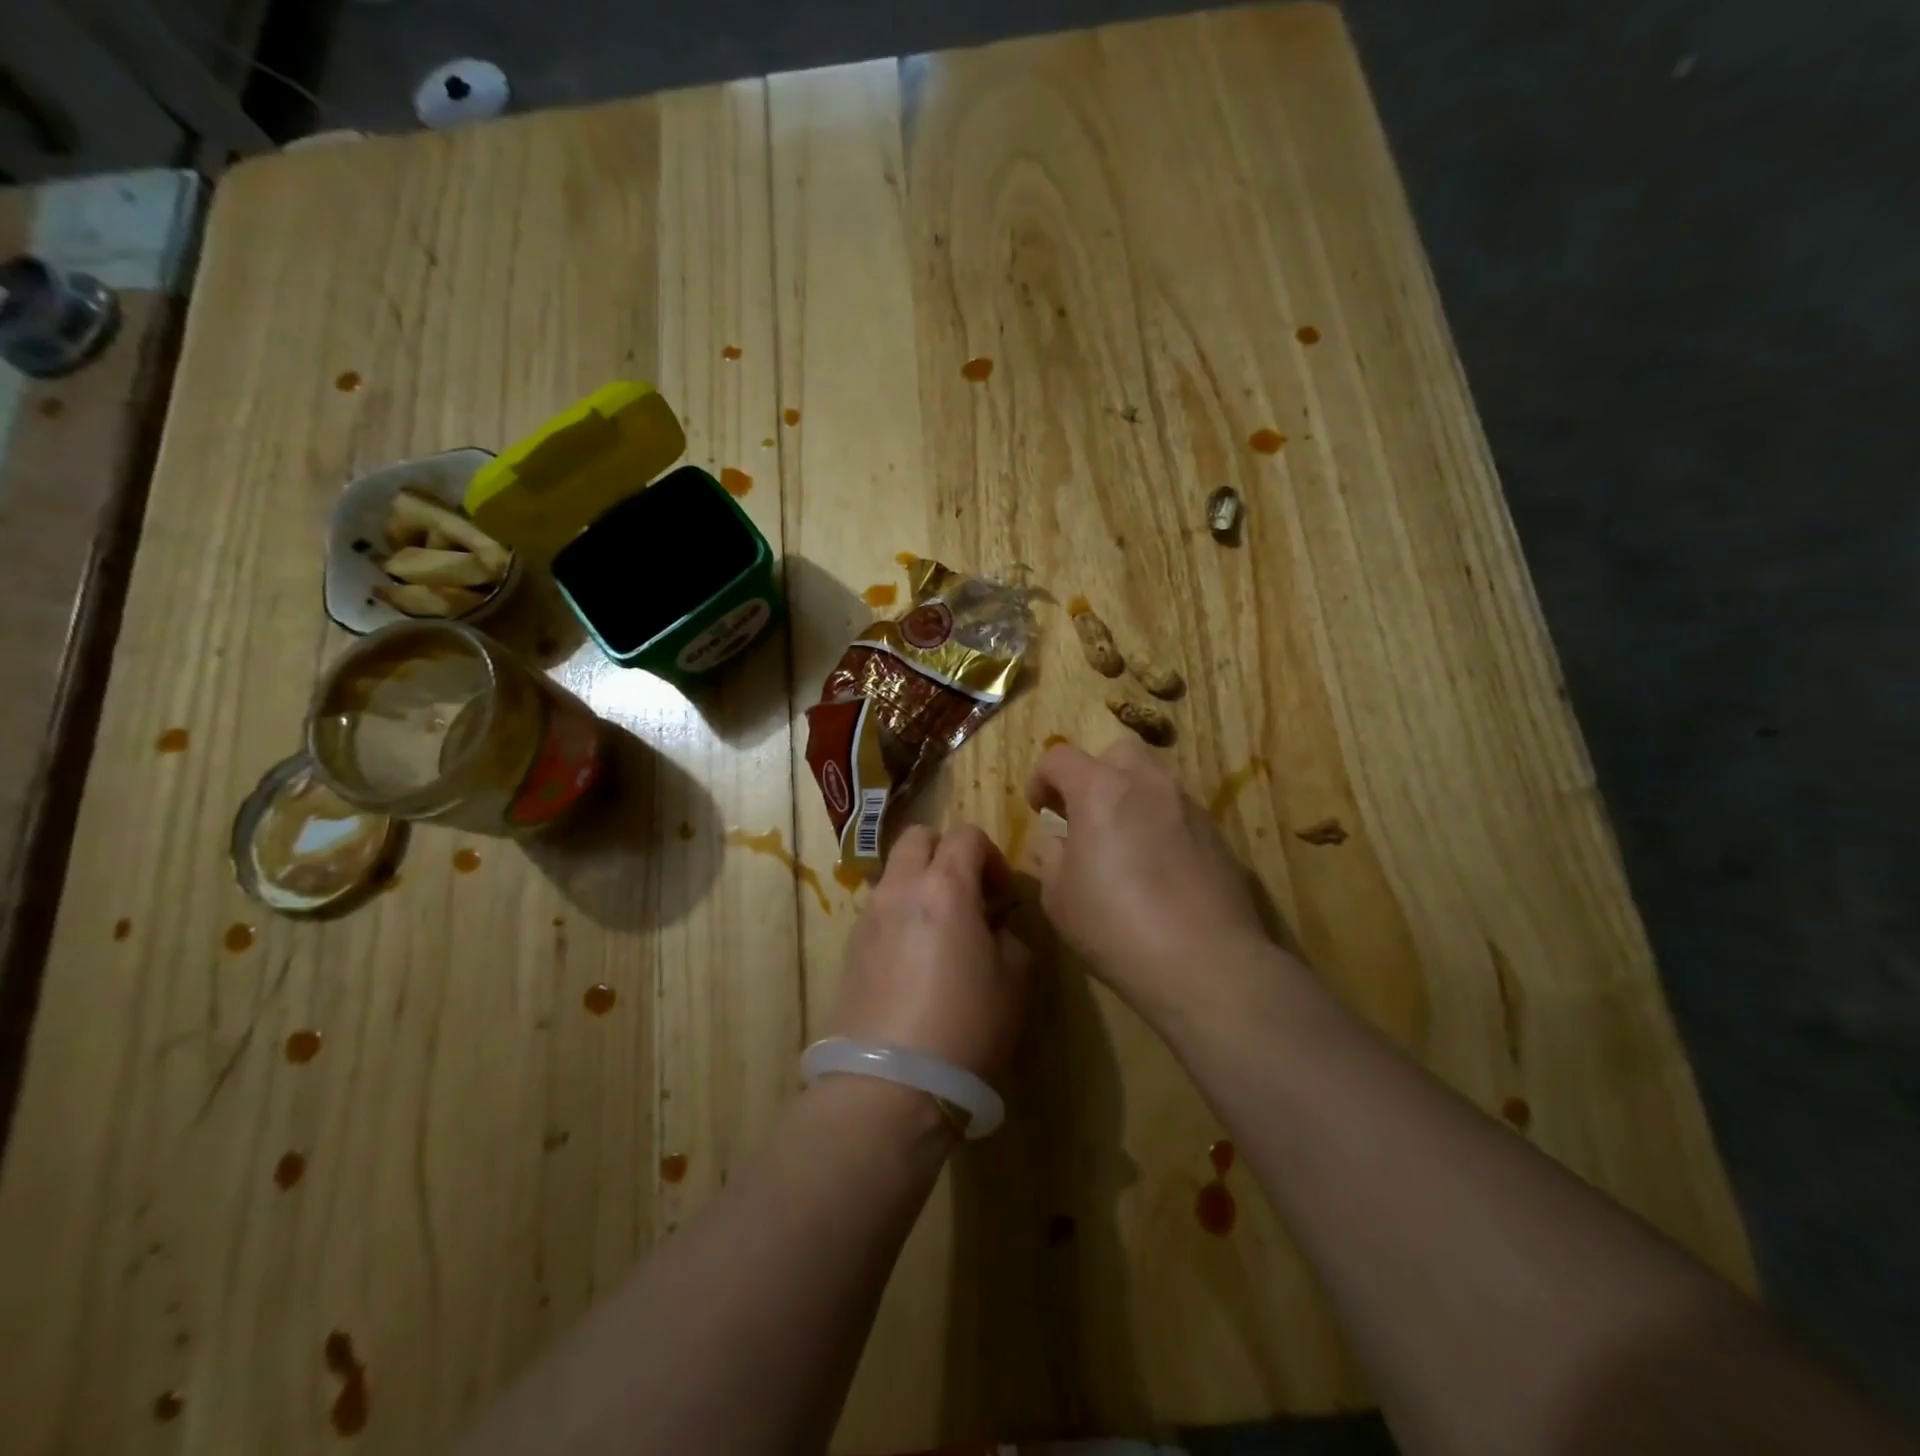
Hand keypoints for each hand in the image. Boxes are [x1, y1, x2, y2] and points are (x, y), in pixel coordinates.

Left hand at [826, 823, 1030, 1081]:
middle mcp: (899, 889)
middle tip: (968, 893)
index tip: (1003, 893)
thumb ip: (1011, 937)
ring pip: (895, 873)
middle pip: (918, 837)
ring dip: (920, 883)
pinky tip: (915, 960)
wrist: (890, 1084)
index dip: (991, 855)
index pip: (966, 834)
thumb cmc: (966, 1026)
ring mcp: (868, 917)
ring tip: (941, 931)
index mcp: (944, 887)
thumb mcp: (1014, 981)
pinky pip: (880, 909)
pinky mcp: (850, 948)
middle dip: (947, 852)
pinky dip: (901, 914)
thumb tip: (995, 926)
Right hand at [1025, 739, 1285, 1023]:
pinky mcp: (1218, 837)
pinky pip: (1179, 814)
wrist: (1207, 964)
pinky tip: (1157, 871)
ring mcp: (1189, 808)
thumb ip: (1050, 857)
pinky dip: (1160, 826)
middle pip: (1117, 752)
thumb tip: (1055, 842)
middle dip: (1094, 774)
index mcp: (1101, 790)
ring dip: (1130, 798)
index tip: (1037, 808)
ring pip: (1154, 781)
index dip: (1041, 777)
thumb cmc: (1116, 925)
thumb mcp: (1059, 897)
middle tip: (1083, 814)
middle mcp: (1148, 785)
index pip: (1060, 757)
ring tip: (1121, 843)